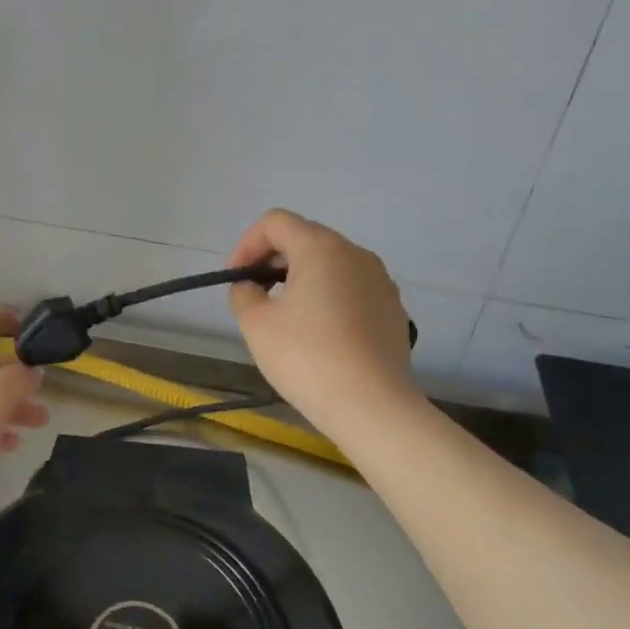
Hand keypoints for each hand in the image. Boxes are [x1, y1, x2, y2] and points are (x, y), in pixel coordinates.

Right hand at [227, 209, 417, 437]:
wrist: (372, 406)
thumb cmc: (307, 357)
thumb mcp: (256, 324)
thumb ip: (244, 293)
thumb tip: (251, 287)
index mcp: (321, 248)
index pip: (276, 222)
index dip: (248, 244)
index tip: (236, 278)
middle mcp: (355, 253)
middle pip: (305, 238)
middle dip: (273, 260)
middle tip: (254, 294)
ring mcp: (380, 280)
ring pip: (331, 264)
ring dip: (301, 278)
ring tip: (285, 315)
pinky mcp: (393, 308)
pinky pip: (352, 288)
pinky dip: (328, 297)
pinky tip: (319, 334)